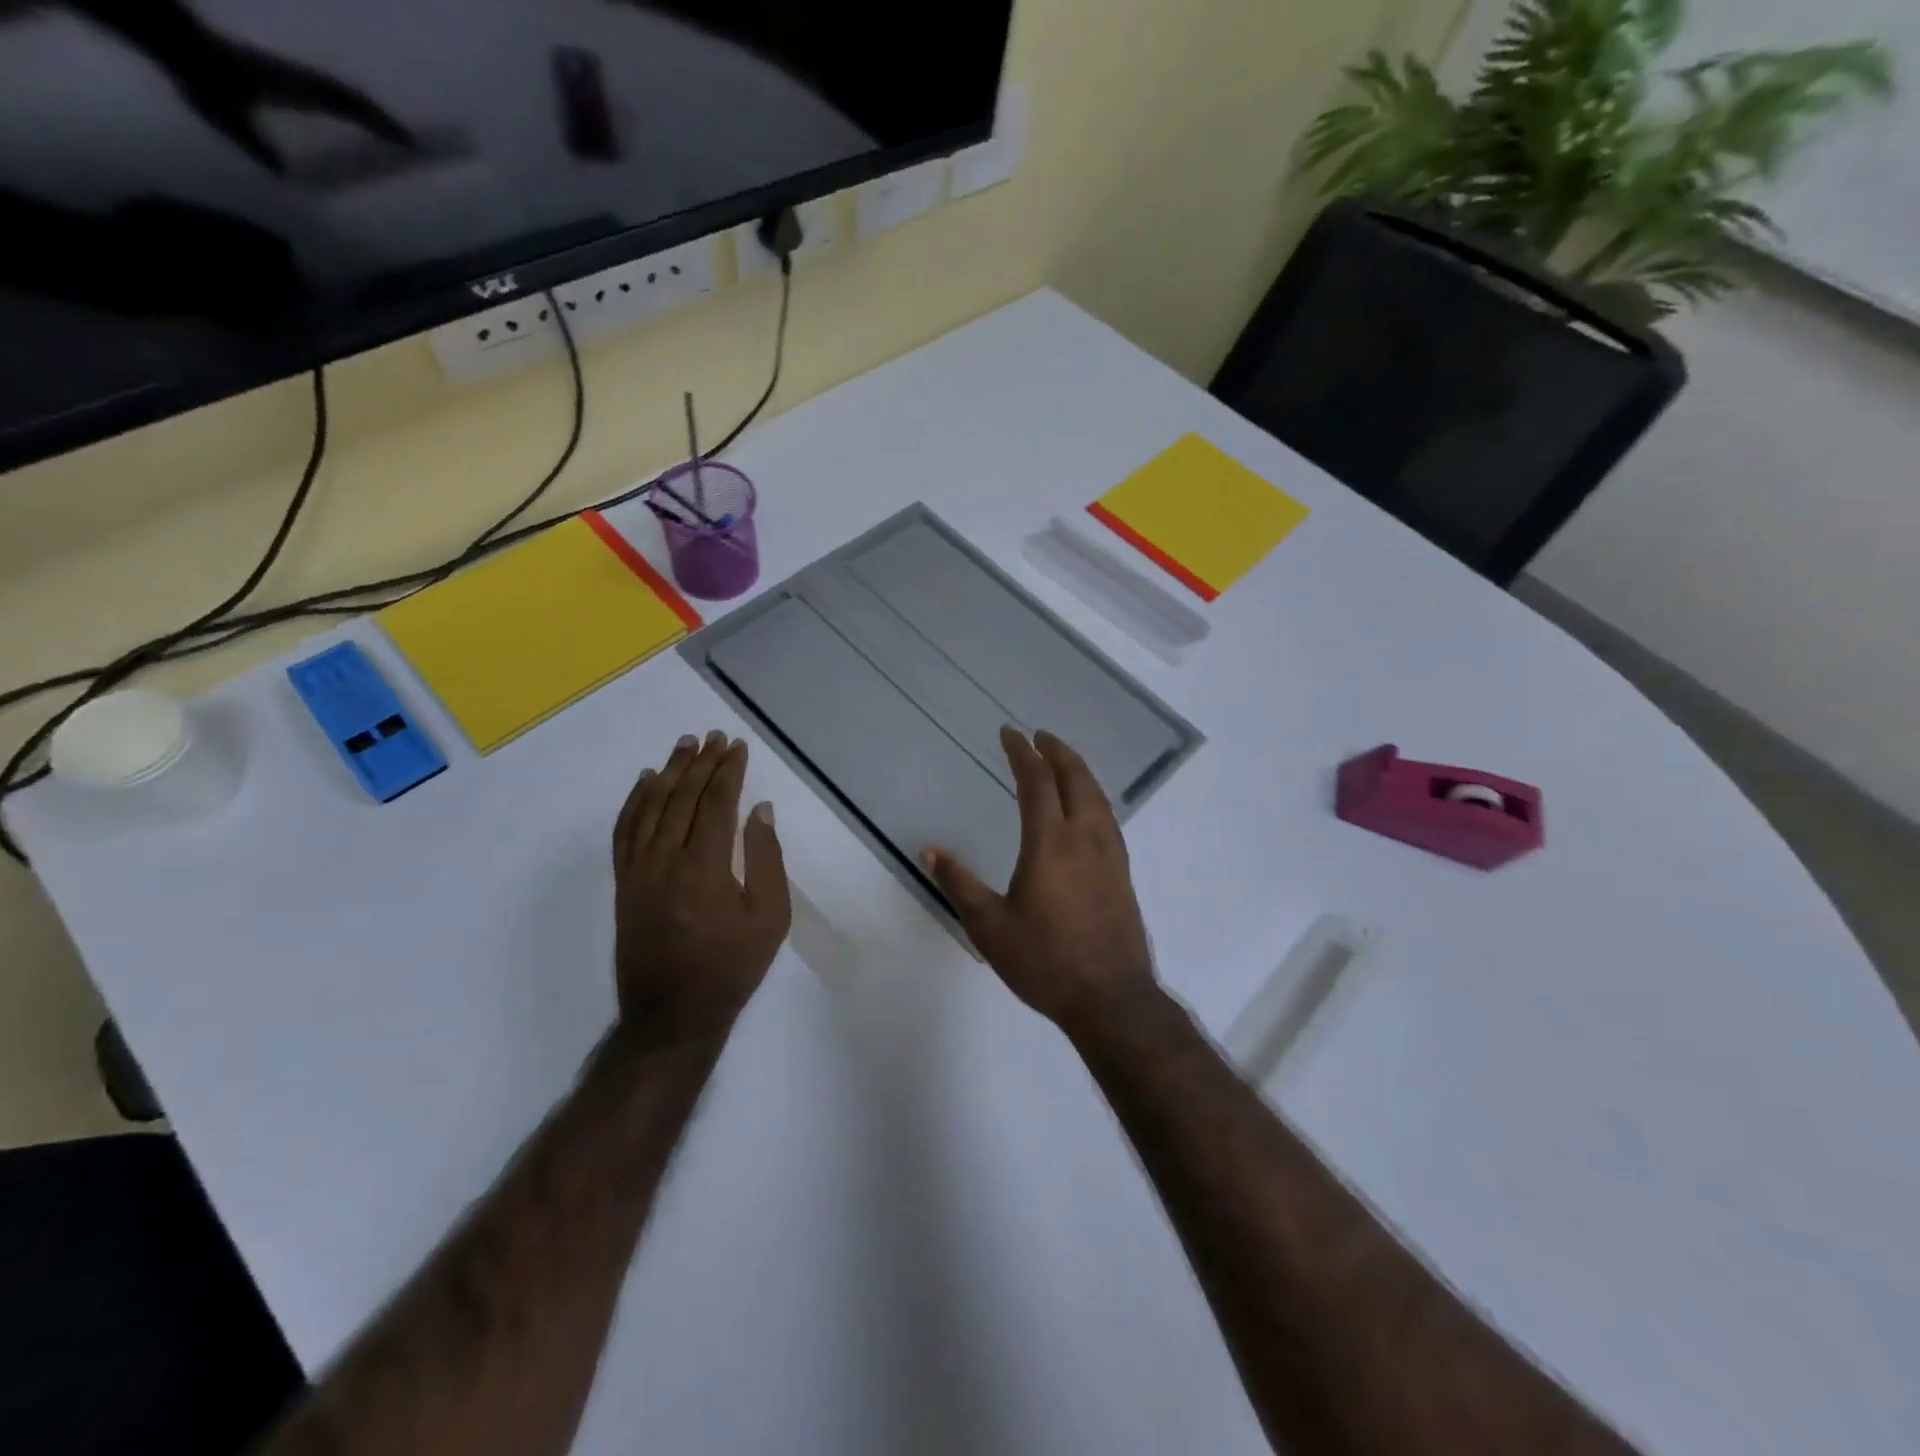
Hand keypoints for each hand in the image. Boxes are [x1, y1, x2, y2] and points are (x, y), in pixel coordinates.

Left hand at [611, 731, 790, 1048]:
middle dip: (701, 763)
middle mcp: (665, 860)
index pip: (716, 803)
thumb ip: (766, 859)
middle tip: (714, 737)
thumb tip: (759, 810)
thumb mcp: (770, 917)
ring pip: (650, 807)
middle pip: (682, 797)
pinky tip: (645, 782)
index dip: (728, 771)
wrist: (673, 1014)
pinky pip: (624, 831)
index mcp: (704, 867)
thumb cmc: (732, 966)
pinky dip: (634, 801)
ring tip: (684, 745)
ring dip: (668, 772)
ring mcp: (638, 870)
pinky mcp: (624, 883)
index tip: (737, 746)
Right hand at [923, 728, 1157, 1037]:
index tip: (1010, 733)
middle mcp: (1084, 838)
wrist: (1111, 999)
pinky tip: (1086, 808)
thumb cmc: (1045, 961)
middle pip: (1075, 778)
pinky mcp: (1122, 872)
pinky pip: (1107, 817)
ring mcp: (1110, 854)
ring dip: (1078, 771)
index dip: (1022, 753)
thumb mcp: (989, 927)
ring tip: (1062, 762)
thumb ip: (959, 884)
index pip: (1037, 782)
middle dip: (1057, 751)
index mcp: (1050, 844)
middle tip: (1039, 737)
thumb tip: (931, 850)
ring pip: (1097, 796)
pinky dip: (1092, 796)